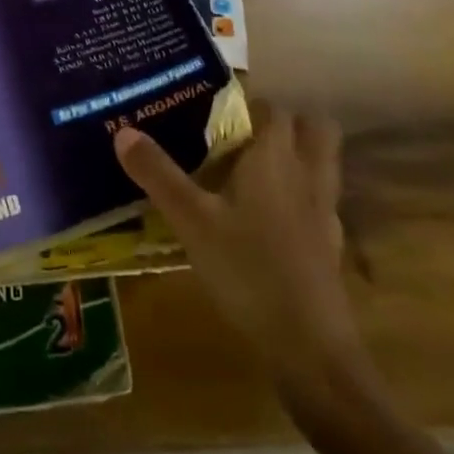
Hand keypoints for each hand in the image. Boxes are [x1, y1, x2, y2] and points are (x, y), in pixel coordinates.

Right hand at [114, 106, 364, 394]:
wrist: (312, 350)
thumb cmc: (249, 271)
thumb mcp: (192, 222)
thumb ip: (158, 175)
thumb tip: (123, 132)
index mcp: (275, 157)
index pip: (272, 108)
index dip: (248, 103)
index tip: (215, 112)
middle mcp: (307, 175)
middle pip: (314, 128)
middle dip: (286, 122)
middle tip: (244, 135)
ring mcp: (324, 212)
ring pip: (323, 164)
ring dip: (299, 157)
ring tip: (255, 170)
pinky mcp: (330, 246)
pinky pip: (320, 203)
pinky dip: (301, 198)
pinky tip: (270, 220)